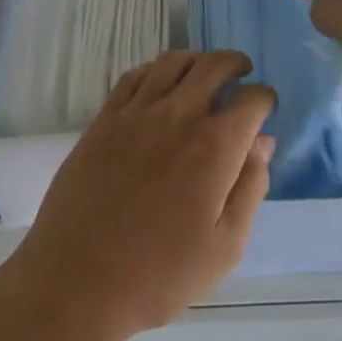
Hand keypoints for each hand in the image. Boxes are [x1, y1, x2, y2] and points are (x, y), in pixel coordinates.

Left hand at [0, 51, 275, 340]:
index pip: (252, 100)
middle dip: (235, 64)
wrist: (77, 281)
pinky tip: (160, 83)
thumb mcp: (225, 246)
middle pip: (214, 65)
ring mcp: (136, 113)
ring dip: (197, 59)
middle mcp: (178, 115)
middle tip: (241, 73)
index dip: (264, 100)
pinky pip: (134, 76)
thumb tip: (263, 143)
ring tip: (203, 72)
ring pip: (173, 61)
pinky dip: (155, 69)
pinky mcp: (104, 119)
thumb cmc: (159, 275)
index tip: (264, 109)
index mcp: (215, 146)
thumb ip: (250, 187)